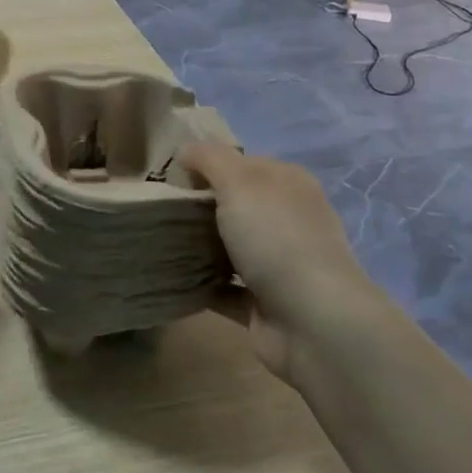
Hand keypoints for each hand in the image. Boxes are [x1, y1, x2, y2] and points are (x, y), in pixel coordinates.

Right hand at [177, 143, 374, 385]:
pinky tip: (171, 277)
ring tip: (157, 242)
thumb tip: (185, 151)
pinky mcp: (266, 303)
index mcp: (289, 183)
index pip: (242, 163)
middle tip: (158, 210)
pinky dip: (202, 285)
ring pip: (230, 247)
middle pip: (235, 205)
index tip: (169, 177)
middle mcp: (288, 220)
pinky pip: (225, 288)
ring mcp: (280, 264)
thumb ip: (209, 157)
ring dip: (199, 246)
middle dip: (199, 207)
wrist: (313, 321)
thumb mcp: (238, 180)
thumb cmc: (276, 238)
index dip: (206, 165)